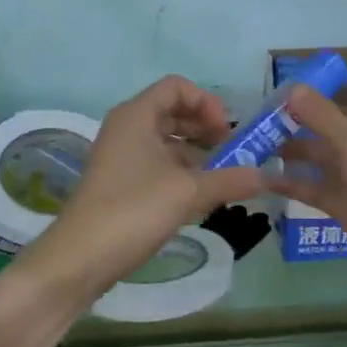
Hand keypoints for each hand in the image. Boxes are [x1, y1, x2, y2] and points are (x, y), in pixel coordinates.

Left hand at [39, 75, 266, 295]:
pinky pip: (157, 164)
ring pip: (166, 141)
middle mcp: (127, 128)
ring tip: (224, 176)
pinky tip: (202, 196)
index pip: (177, 87)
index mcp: (137, 115)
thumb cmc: (133, 210)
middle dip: (206, 128)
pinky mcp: (121, 183)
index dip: (207, 102)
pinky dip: (182, 172)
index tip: (227, 131)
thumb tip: (266, 176)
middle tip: (233, 151)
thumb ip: (230, 179)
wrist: (80, 258)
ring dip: (197, 153)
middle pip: (173, 112)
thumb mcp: (188, 192)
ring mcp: (121, 156)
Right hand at [267, 71, 346, 294]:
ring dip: (293, 149)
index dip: (332, 79)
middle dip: (302, 116)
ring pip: (323, 155)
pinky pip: (317, 187)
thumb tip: (293, 89)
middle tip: (263, 114)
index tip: (294, 79)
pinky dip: (293, 183)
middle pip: (337, 120)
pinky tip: (263, 179)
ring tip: (256, 144)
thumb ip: (323, 114)